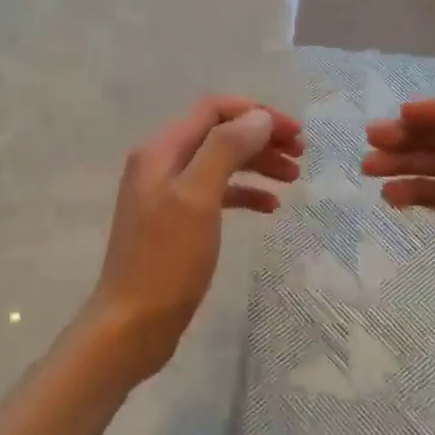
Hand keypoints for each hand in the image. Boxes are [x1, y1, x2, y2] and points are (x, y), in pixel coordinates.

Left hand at [86, 96, 303, 383]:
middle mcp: (162, 165)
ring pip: (220, 165)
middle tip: (302, 155)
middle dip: (261, 138)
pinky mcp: (177, 224)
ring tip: (294, 177)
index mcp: (161, 151)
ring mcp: (168, 195)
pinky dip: (244, 195)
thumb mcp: (197, 198)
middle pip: (218, 135)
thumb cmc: (166, 261)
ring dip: (257, 165)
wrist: (133, 324)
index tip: (295, 133)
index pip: (213, 110)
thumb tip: (258, 117)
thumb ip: (225, 150)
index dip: (256, 114)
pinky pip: (216, 195)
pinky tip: (269, 207)